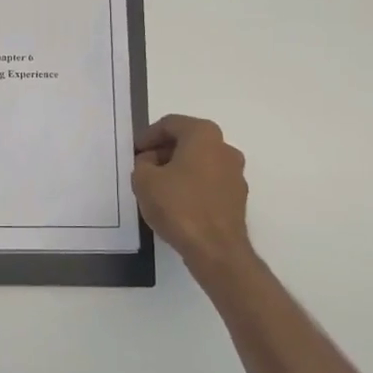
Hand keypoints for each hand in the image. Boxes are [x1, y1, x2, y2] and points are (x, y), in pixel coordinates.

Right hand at [132, 115, 252, 269]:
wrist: (215, 249)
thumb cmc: (179, 206)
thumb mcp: (144, 181)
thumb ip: (142, 163)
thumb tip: (151, 162)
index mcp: (204, 135)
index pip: (170, 124)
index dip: (148, 136)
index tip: (134, 152)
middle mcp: (225, 148)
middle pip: (188, 141)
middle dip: (163, 151)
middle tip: (143, 167)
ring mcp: (235, 173)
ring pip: (200, 162)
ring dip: (178, 169)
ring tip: (157, 187)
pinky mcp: (238, 197)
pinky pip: (209, 181)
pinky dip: (192, 185)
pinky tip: (176, 203)